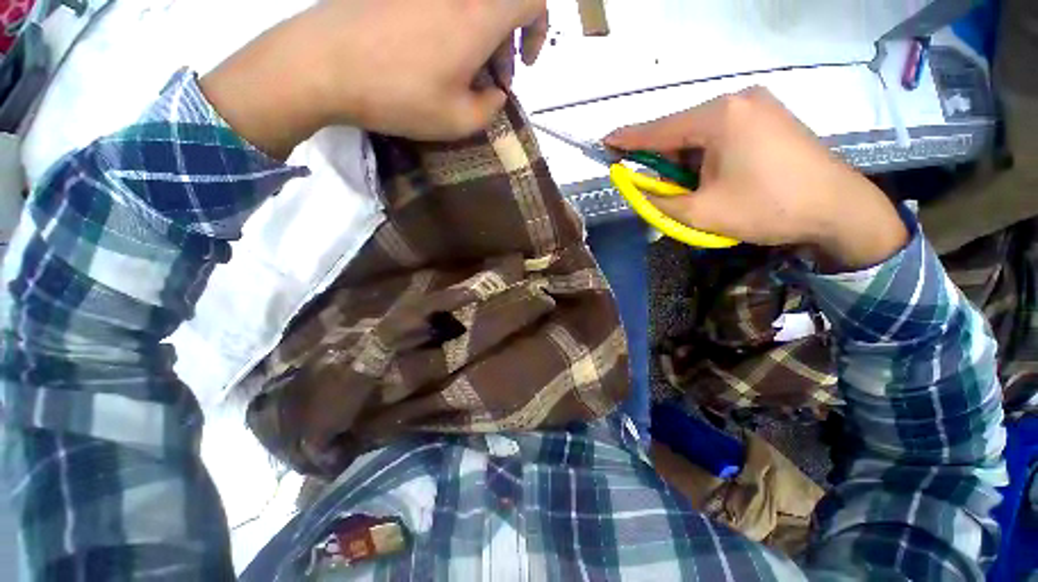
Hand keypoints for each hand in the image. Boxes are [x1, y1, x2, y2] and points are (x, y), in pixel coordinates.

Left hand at [202, 0, 547, 157]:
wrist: (321, 65)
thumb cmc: (398, 96)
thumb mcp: (457, 121)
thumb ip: (490, 109)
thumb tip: (496, 94)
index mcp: (478, 16)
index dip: (537, 28)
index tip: (526, 62)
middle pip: (499, 4)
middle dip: (506, 43)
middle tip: (492, 83)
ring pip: (471, 5)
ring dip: (479, 36)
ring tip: (464, 75)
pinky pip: (442, 5)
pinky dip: (452, 26)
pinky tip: (436, 56)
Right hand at [604, 88, 907, 268]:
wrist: (839, 209)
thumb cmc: (768, 208)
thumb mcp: (701, 212)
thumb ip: (659, 201)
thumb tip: (637, 190)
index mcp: (719, 117)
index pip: (660, 129)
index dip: (628, 139)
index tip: (605, 142)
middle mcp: (737, 100)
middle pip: (681, 130)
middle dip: (662, 158)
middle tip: (653, 185)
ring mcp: (757, 105)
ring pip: (701, 133)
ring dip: (686, 161)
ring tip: (691, 190)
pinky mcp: (769, 117)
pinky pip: (722, 133)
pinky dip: (706, 156)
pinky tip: (711, 178)